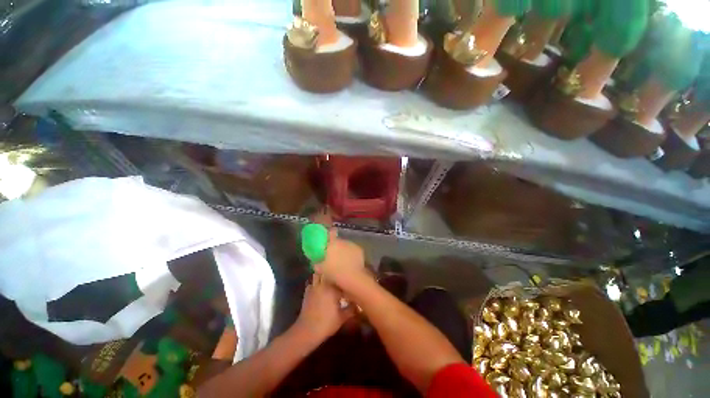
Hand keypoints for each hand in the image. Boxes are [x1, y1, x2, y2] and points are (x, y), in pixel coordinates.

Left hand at [295, 276, 353, 340]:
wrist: (307, 331)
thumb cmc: (326, 323)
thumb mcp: (342, 317)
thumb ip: (351, 309)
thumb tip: (358, 304)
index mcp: (332, 288)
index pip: (340, 278)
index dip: (345, 279)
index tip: (349, 281)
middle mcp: (323, 284)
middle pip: (328, 272)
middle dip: (333, 274)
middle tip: (339, 278)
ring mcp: (313, 287)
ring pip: (318, 275)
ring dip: (323, 275)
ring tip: (329, 280)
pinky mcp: (307, 293)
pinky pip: (312, 283)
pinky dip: (315, 283)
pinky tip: (319, 288)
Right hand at [314, 234, 367, 290]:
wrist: (352, 276)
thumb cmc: (334, 272)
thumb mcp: (321, 269)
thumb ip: (318, 263)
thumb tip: (316, 263)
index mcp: (332, 243)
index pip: (331, 233)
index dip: (329, 235)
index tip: (327, 240)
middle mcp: (343, 241)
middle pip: (338, 241)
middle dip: (336, 247)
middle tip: (334, 256)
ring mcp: (352, 244)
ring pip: (346, 245)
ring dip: (344, 250)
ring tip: (343, 261)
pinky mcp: (359, 250)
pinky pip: (353, 250)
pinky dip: (352, 254)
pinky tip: (351, 262)